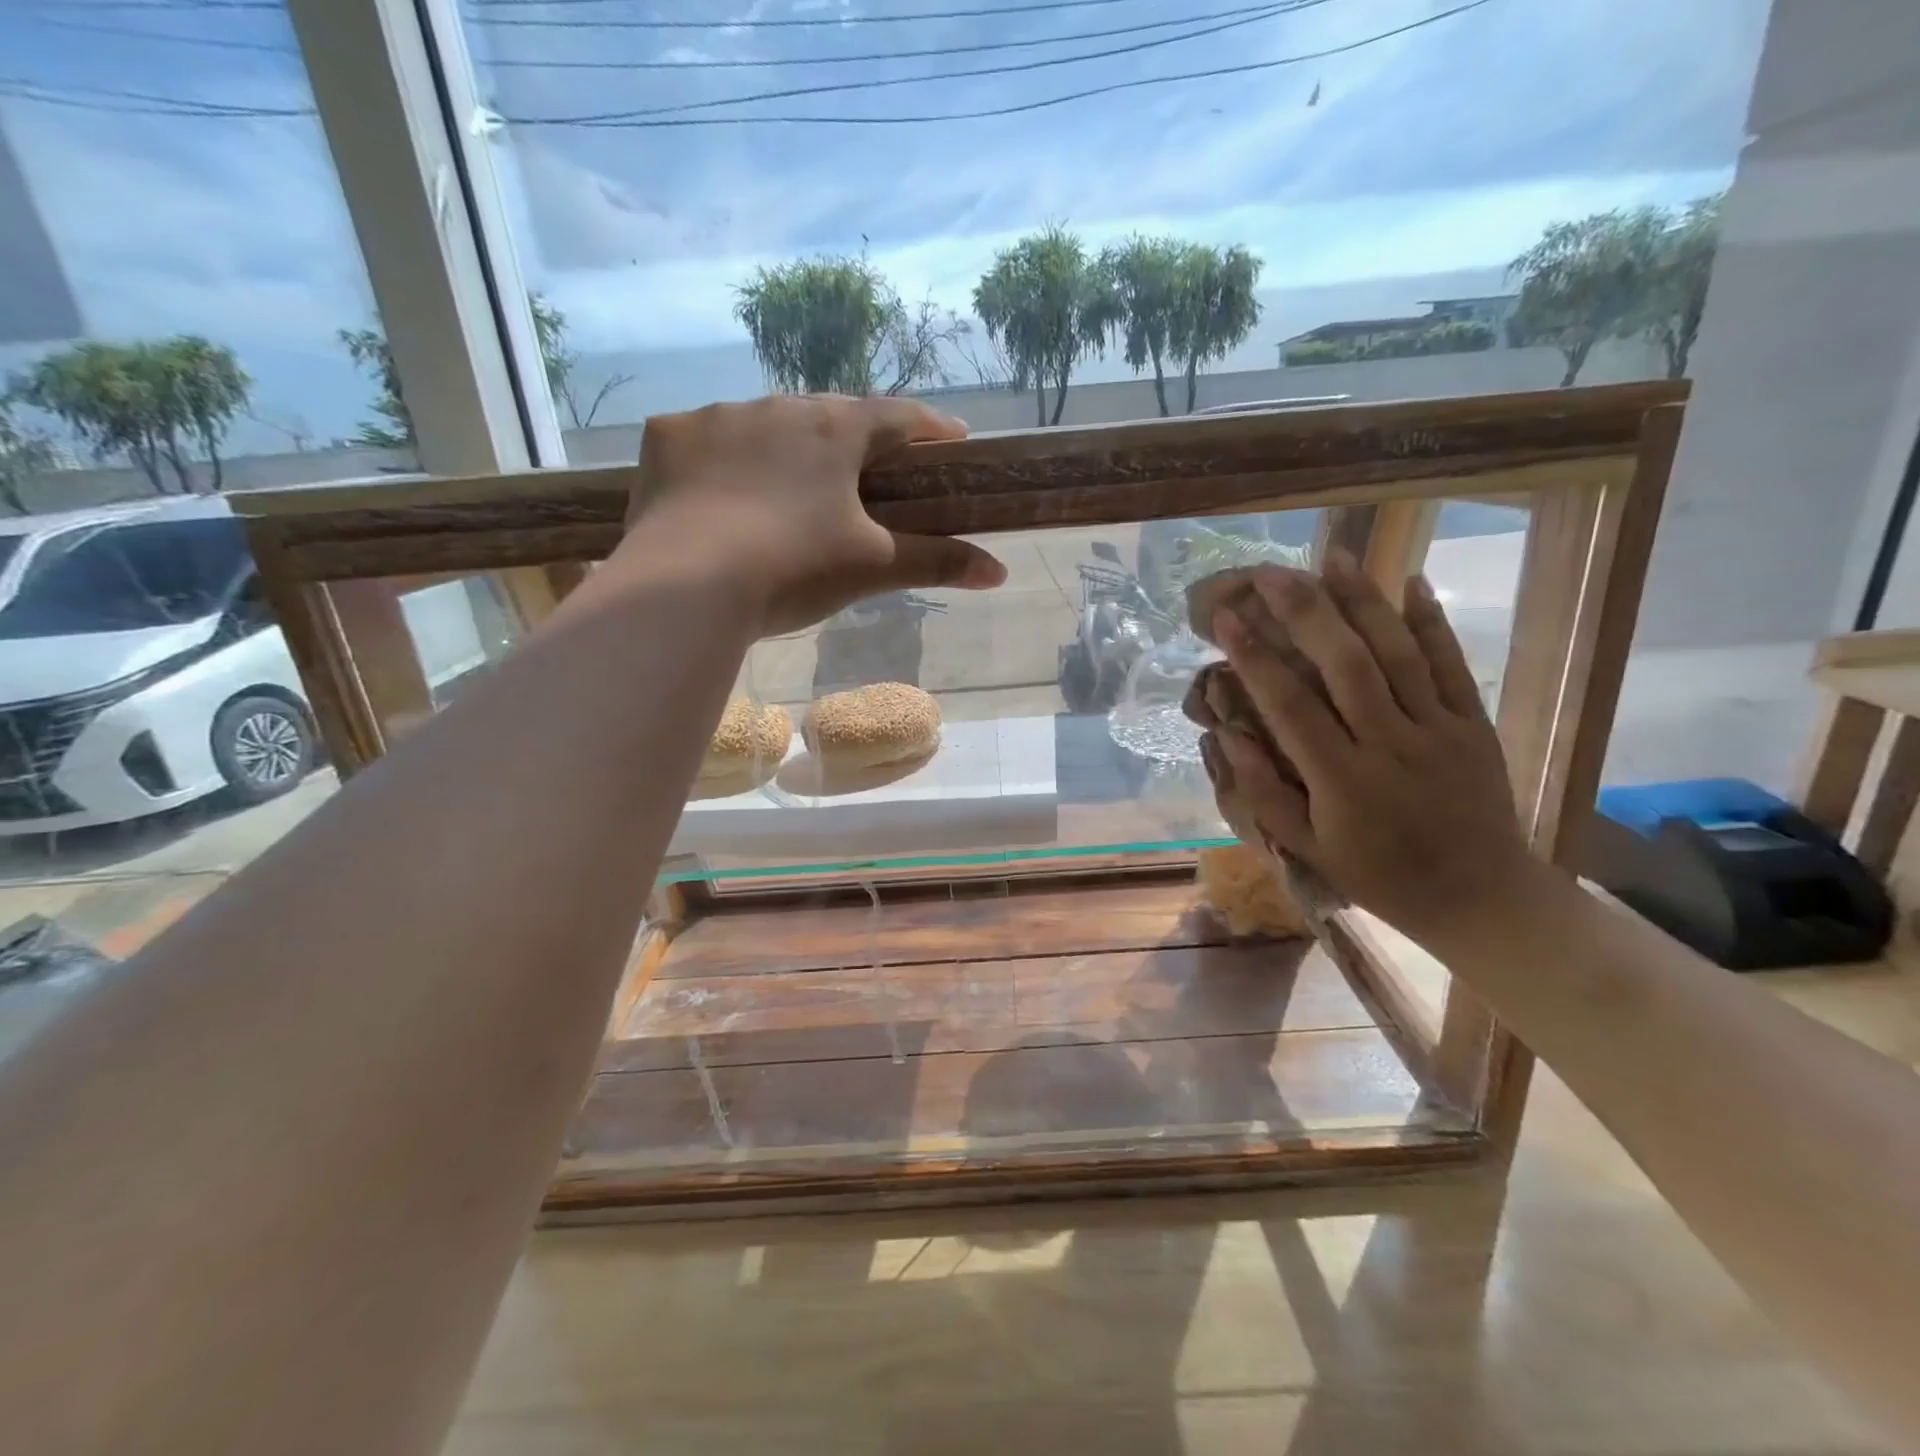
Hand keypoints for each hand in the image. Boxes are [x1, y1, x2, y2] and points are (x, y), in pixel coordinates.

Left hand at [615, 394, 1005, 635]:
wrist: (687, 585)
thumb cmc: (794, 569)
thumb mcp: (871, 568)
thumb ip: (937, 562)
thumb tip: (1001, 572)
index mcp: (835, 430)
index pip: (897, 416)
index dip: (929, 427)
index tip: (951, 439)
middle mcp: (777, 406)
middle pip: (830, 414)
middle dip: (854, 437)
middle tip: (866, 468)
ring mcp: (716, 417)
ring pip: (765, 423)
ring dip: (785, 446)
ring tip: (788, 484)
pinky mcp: (667, 438)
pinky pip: (705, 440)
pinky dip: (721, 459)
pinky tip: (720, 490)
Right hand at [1200, 550, 1537, 941]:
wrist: (1480, 896)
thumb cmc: (1379, 875)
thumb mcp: (1308, 849)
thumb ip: (1264, 791)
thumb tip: (1226, 734)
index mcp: (1342, 781)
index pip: (1290, 706)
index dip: (1255, 658)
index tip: (1227, 619)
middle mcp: (1390, 745)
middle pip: (1345, 665)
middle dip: (1304, 612)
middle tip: (1271, 573)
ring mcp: (1438, 730)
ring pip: (1397, 653)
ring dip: (1362, 601)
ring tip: (1331, 556)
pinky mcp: (1474, 723)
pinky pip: (1451, 663)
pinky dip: (1431, 620)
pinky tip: (1411, 579)